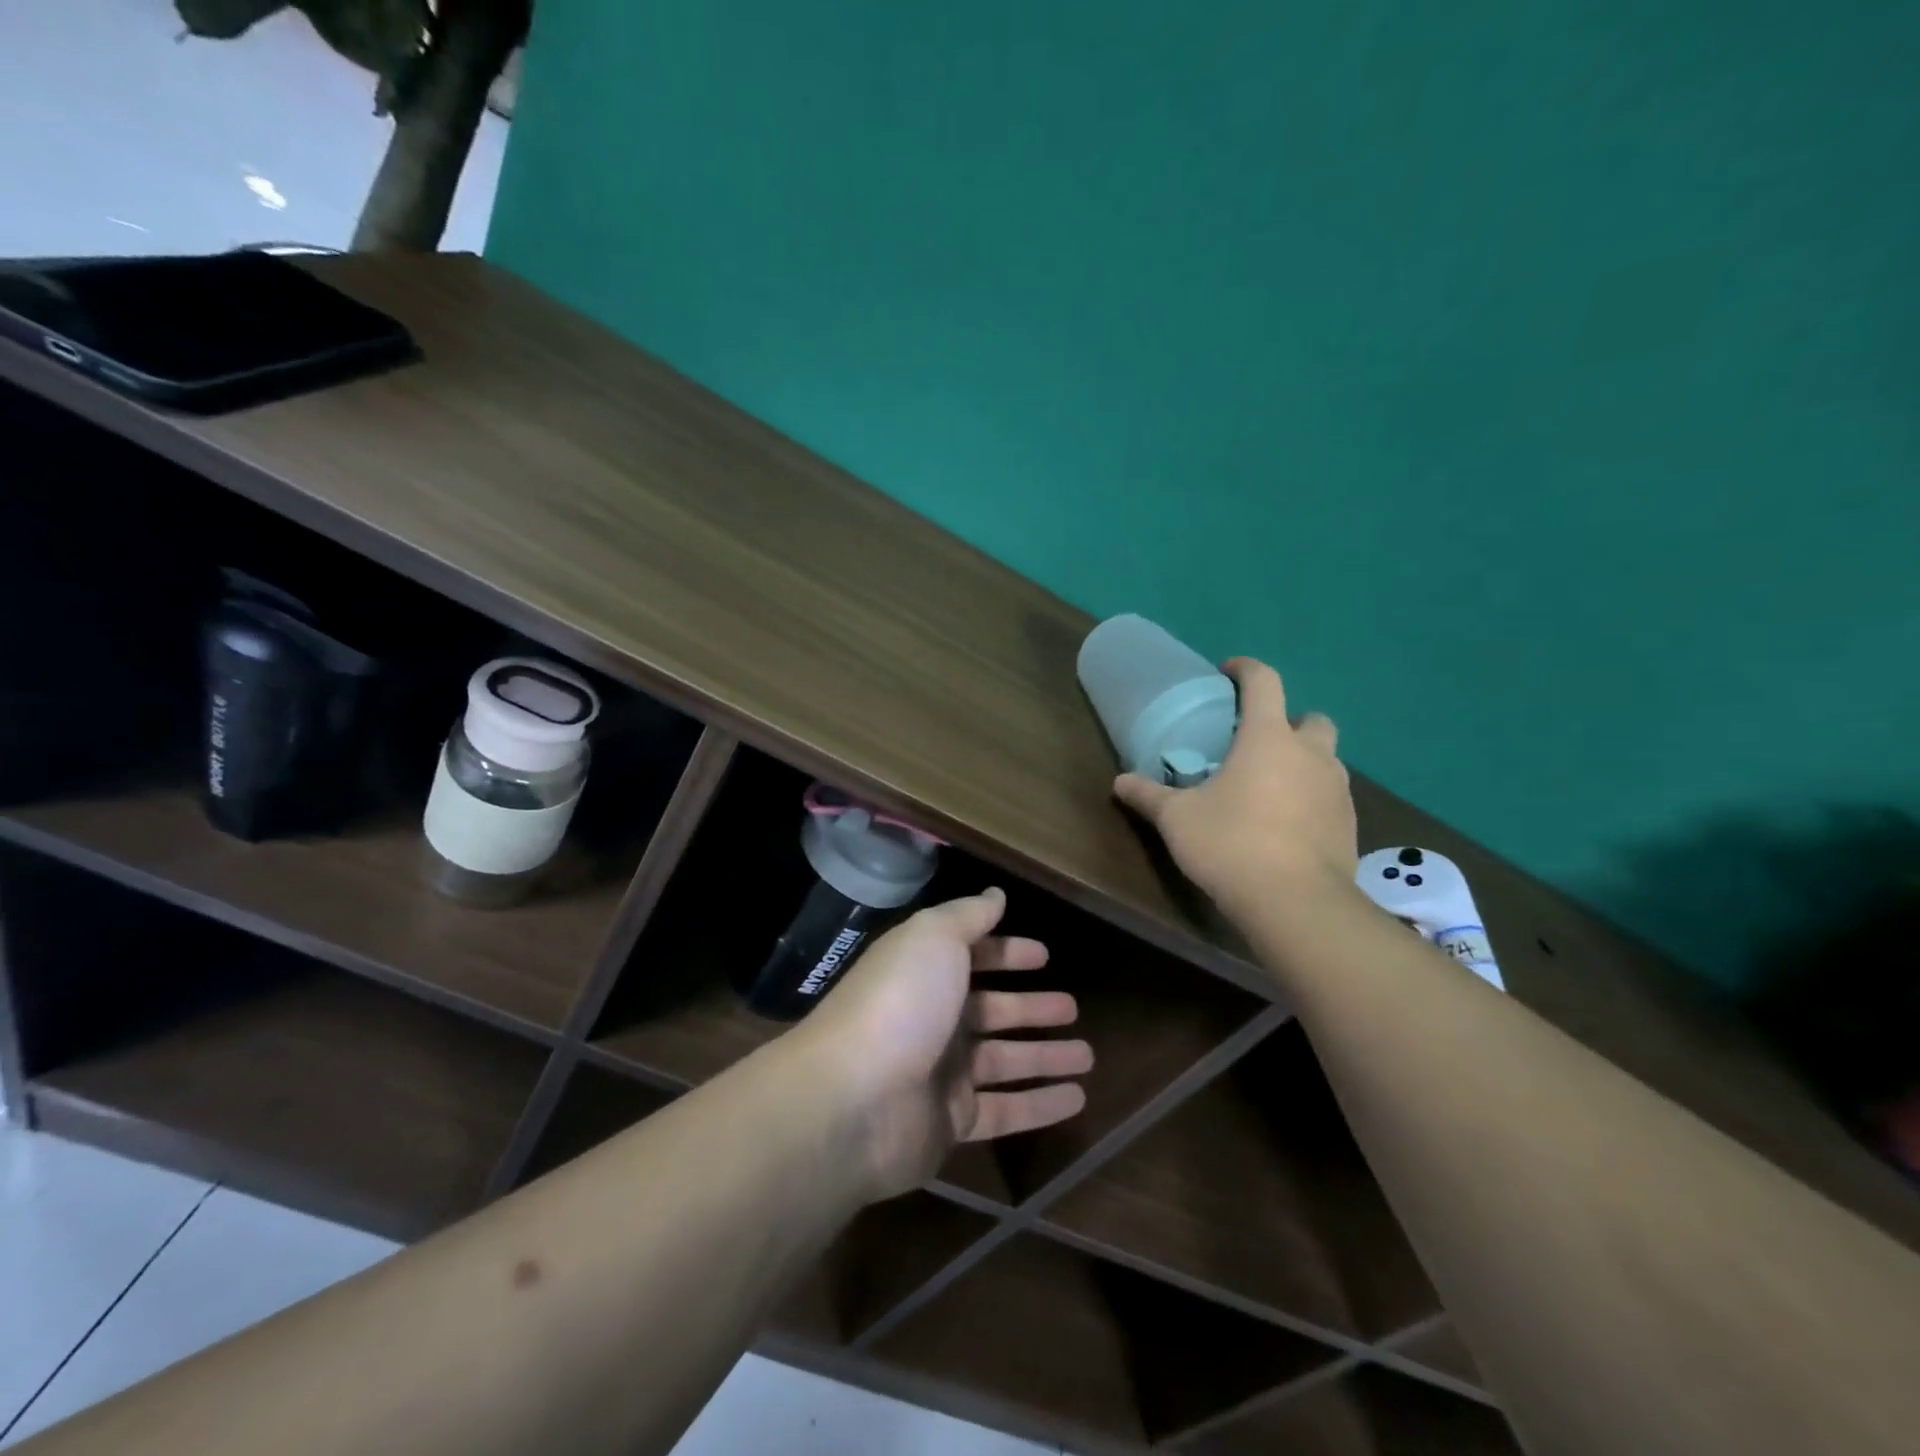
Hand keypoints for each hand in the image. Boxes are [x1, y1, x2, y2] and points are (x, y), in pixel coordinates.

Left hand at [791, 888, 1091, 1200]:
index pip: (973, 957)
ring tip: (1089, 1057)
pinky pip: (1006, 1110)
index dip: (1007, 953)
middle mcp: (934, 1019)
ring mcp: (942, 1073)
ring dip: (1045, 1057)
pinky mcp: (952, 1123)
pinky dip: (1041, 1106)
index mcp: (926, 973)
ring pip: (1005, 1061)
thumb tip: (995, 894)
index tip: (1043, 956)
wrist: (853, 1099)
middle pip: (992, 1010)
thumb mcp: (933, 938)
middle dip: (1032, 1008)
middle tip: (1073, 1007)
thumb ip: (968, 916)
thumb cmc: (900, 1002)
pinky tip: (1078, 1099)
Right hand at [1114, 657, 1357, 923]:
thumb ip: (1149, 796)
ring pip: (1326, 760)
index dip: (1246, 670)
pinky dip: (1312, 799)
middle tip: (1257, 744)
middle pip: (1311, 719)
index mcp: (1269, 738)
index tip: (1229, 673)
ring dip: (1303, 762)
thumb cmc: (1231, 844)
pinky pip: (1331, 797)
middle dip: (1289, 722)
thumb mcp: (1178, 819)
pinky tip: (1287, 826)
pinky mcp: (1350, 825)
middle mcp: (1311, 754)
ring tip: (1269, 789)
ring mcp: (1337, 790)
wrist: (1297, 904)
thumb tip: (1119, 782)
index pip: (1265, 682)